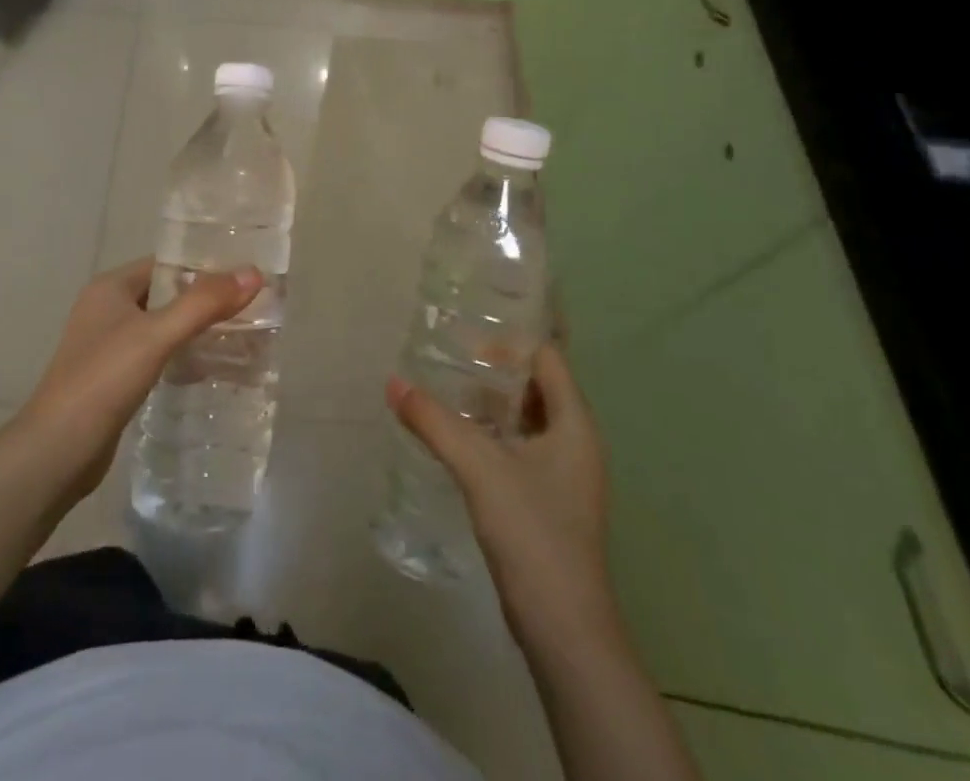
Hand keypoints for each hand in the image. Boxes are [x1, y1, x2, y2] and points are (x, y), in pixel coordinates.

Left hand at [19, 257, 262, 502]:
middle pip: (166, 294)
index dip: (204, 266)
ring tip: (239, 335)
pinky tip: (208, 368)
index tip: (244, 275)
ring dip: (195, 329)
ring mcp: (108, 345)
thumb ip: (204, 303)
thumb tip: (254, 273)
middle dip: (204, 300)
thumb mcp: (157, 335)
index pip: (166, 263)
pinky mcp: (113, 378)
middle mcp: (107, 309)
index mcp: (111, 287)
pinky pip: (156, 355)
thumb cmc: (103, 380)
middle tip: (249, 307)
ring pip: (162, 326)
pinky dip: (180, 356)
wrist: (56, 452)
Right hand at [388, 343, 614, 649]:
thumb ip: (434, 421)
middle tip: (449, 360)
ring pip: (527, 421)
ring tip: (446, 395)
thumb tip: (393, 382)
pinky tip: (458, 442)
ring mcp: (565, 476)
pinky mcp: (550, 503)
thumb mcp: (478, 467)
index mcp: (574, 423)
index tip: (467, 338)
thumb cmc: (532, 532)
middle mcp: (576, 442)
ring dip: (491, 406)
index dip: (510, 343)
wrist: (564, 630)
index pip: (547, 358)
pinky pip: (521, 450)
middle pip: (536, 387)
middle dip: (495, 372)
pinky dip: (493, 437)